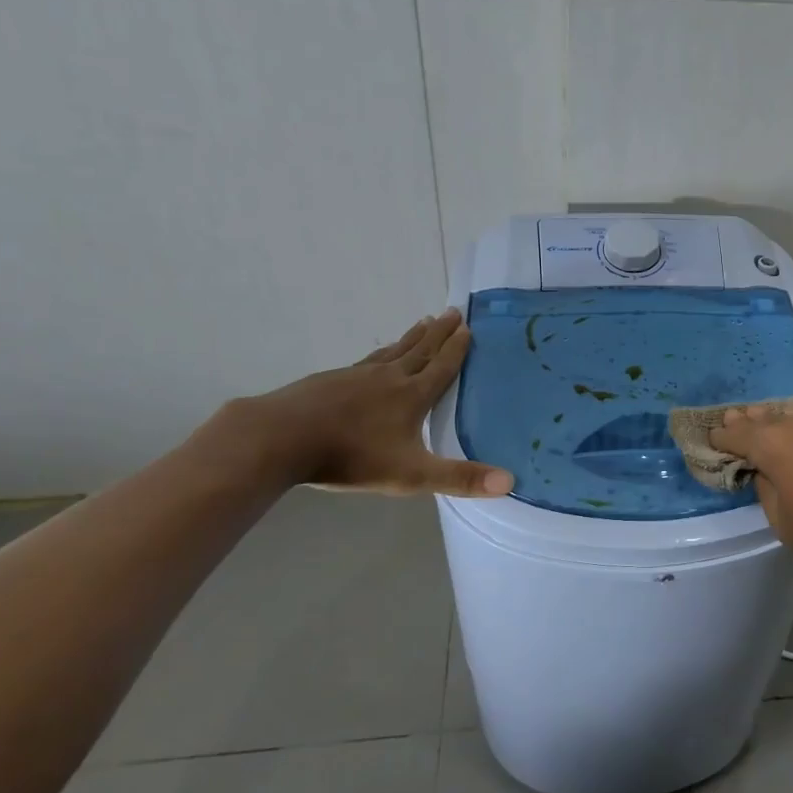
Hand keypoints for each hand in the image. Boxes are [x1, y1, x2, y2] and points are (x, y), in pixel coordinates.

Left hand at [243, 309, 512, 496]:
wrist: (282, 438)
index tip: (468, 326)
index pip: (442, 367)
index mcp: (411, 396)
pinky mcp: (330, 380)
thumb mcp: (411, 475)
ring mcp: (356, 375)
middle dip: (439, 332)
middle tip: (452, 310)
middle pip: (420, 350)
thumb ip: (459, 479)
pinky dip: (381, 352)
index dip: (457, 349)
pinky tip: (376, 356)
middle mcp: (389, 378)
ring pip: (393, 351)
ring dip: (412, 337)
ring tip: (423, 322)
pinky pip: (366, 360)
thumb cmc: (351, 457)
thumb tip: (510, 482)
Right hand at [708, 402, 792, 578]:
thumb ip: (767, 489)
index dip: (720, 439)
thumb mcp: (784, 522)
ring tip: (768, 426)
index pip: (735, 434)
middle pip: (763, 417)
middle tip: (733, 422)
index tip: (712, 442)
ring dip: (777, 421)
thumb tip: (767, 472)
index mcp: (772, 443)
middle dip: (747, 422)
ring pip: (792, 414)